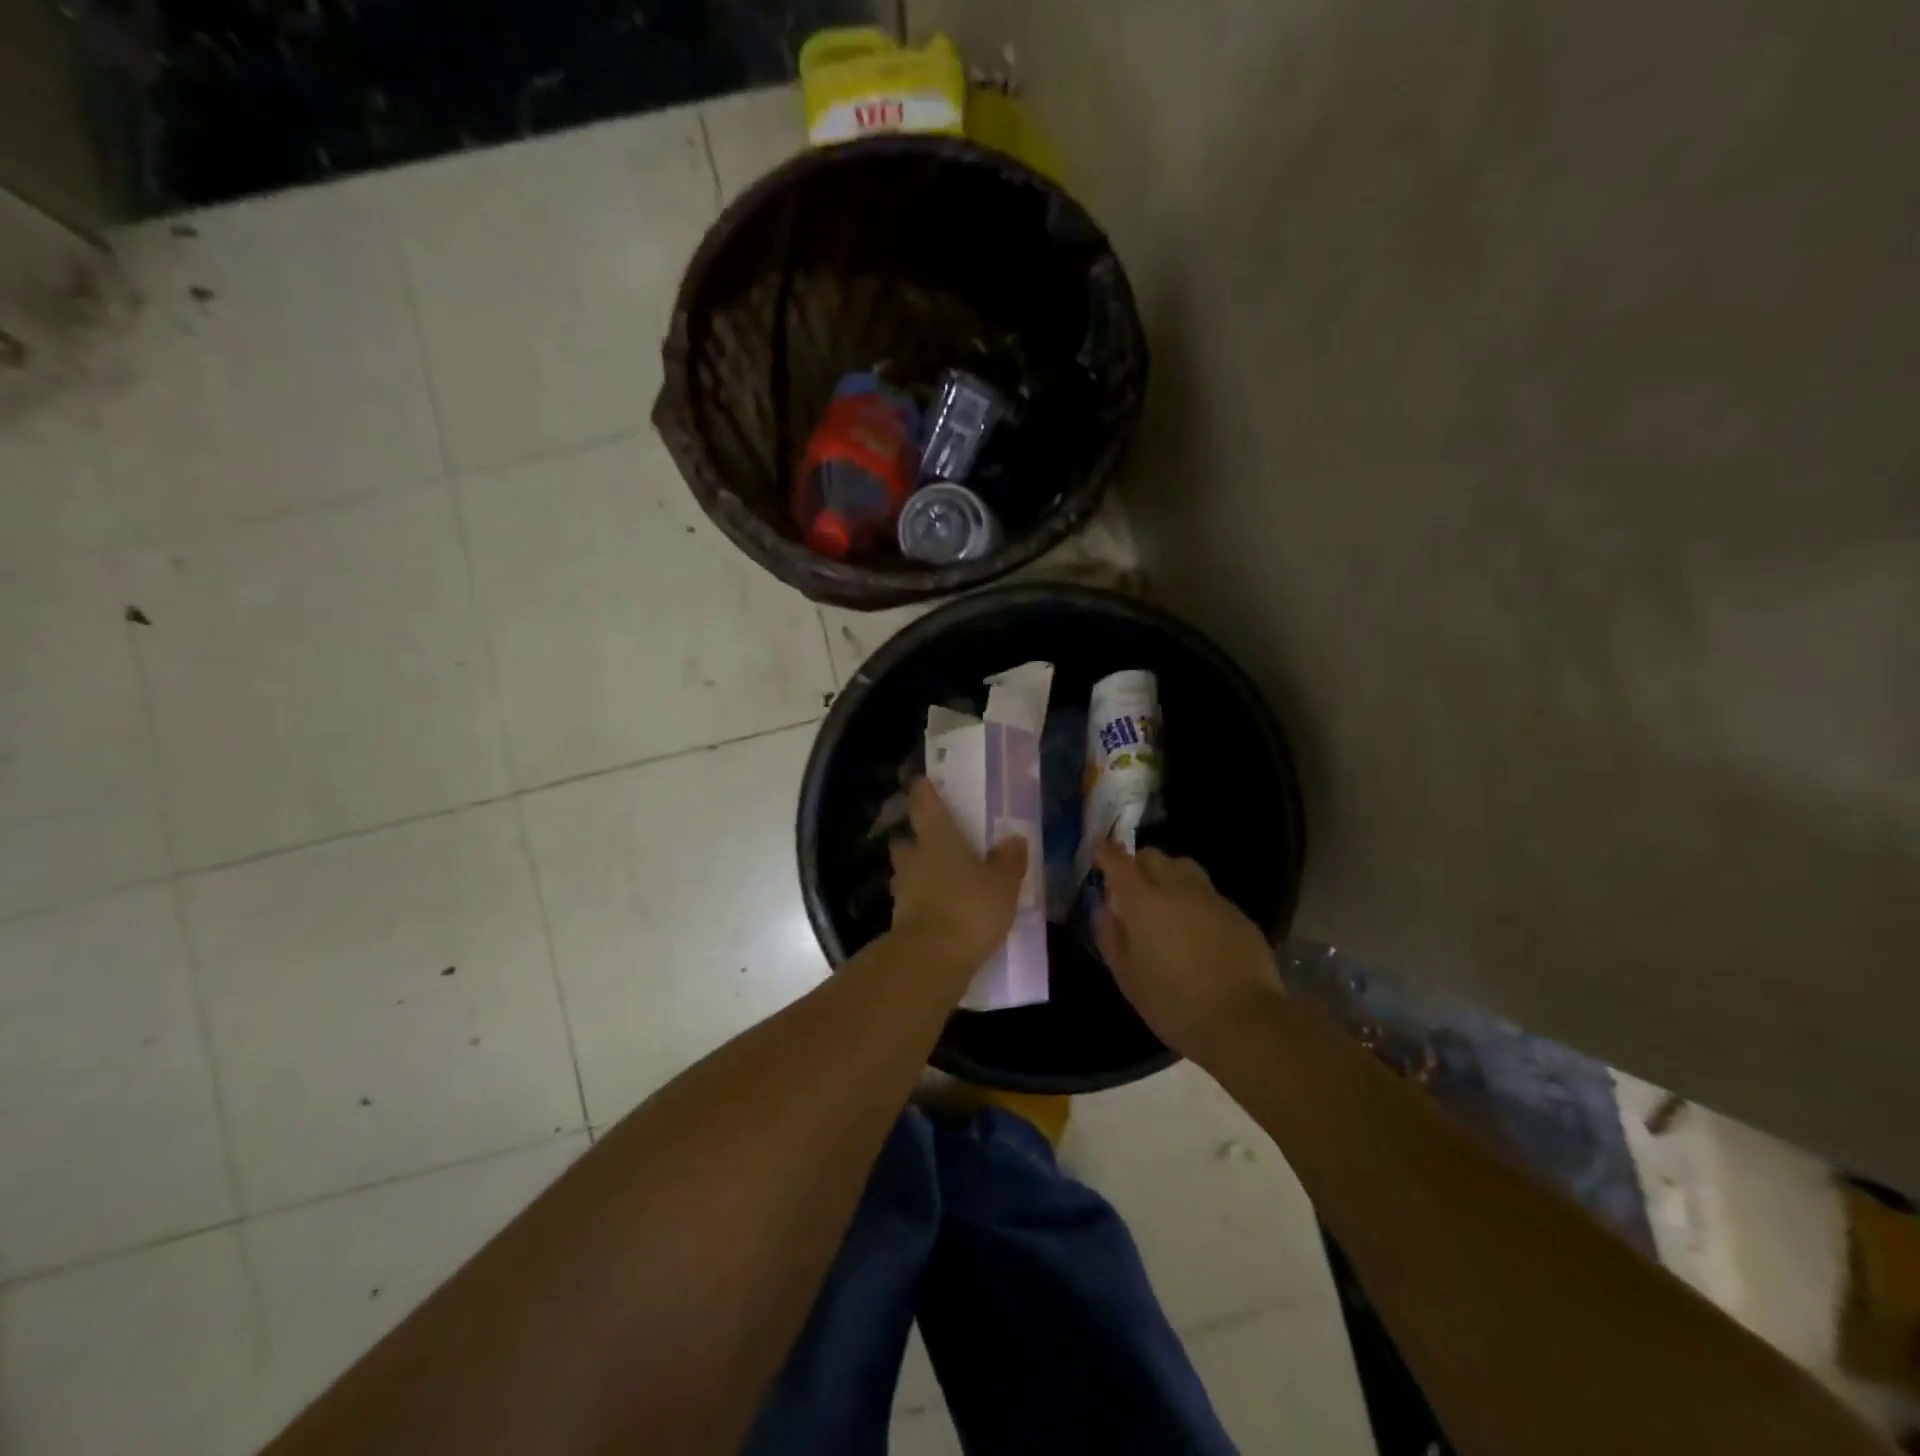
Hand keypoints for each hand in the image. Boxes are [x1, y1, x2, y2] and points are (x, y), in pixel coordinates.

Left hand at [889, 778, 1029, 974]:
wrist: (931, 958)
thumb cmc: (970, 907)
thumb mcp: (1003, 884)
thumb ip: (1008, 860)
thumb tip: (1014, 839)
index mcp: (938, 839)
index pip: (925, 806)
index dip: (924, 792)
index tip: (921, 782)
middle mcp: (914, 859)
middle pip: (906, 842)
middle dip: (914, 840)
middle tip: (931, 842)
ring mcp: (903, 892)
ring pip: (904, 873)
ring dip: (916, 874)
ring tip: (937, 880)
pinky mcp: (900, 922)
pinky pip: (910, 903)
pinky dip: (920, 903)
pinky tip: (937, 911)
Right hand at [1092, 842, 1279, 1060]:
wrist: (1245, 1022)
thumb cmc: (1174, 1004)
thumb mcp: (1127, 977)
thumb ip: (1111, 936)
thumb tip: (1106, 909)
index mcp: (1145, 901)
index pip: (1119, 861)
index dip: (1105, 852)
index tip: (1098, 850)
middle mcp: (1178, 888)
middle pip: (1153, 856)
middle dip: (1137, 864)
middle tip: (1130, 889)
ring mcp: (1212, 899)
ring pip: (1184, 868)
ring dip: (1167, 875)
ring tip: (1164, 903)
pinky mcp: (1238, 914)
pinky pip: (1208, 894)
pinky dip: (1194, 900)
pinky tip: (1196, 930)